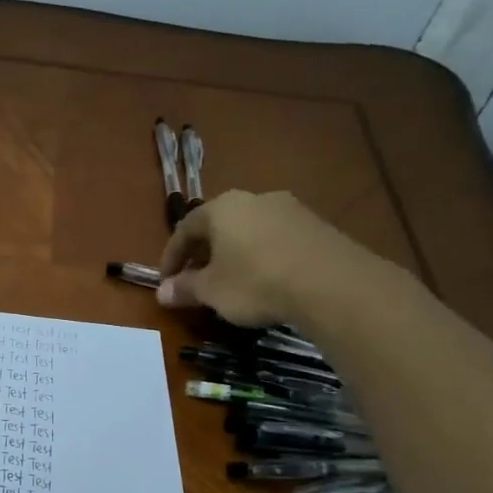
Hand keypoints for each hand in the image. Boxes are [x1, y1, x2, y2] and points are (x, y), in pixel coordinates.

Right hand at [157, 190, 380, 328]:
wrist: (330, 283)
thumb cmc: (255, 282)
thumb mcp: (211, 291)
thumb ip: (185, 288)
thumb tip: (162, 293)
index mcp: (221, 208)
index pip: (185, 228)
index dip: (172, 256)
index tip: (167, 281)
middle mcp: (254, 199)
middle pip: (219, 225)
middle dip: (204, 253)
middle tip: (197, 280)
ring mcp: (289, 209)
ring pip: (249, 230)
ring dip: (234, 254)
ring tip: (231, 282)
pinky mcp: (316, 225)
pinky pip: (276, 239)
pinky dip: (262, 256)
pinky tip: (265, 280)